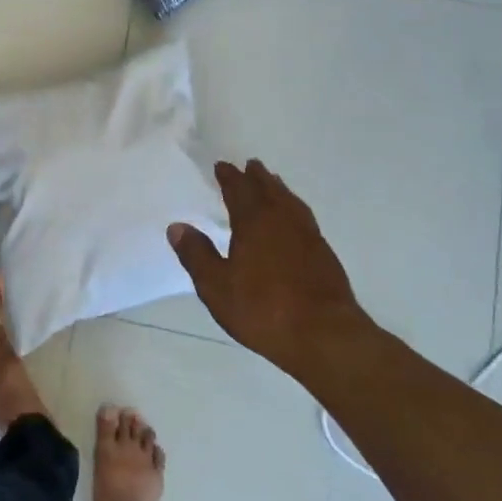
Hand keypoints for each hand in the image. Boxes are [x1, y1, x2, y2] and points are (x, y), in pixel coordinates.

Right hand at [168, 159, 365, 377]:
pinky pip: (305, 218)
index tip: (222, 166)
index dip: (229, 177)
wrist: (324, 335)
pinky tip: (294, 221)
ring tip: (273, 184)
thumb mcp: (216, 286)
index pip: (239, 190)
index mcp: (254, 222)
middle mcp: (283, 221)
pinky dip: (294, 209)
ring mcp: (308, 236)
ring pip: (291, 202)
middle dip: (257, 177)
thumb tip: (177, 226)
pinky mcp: (324, 255)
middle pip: (269, 190)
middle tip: (250, 165)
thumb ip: (196, 254)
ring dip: (279, 190)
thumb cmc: (263, 309)